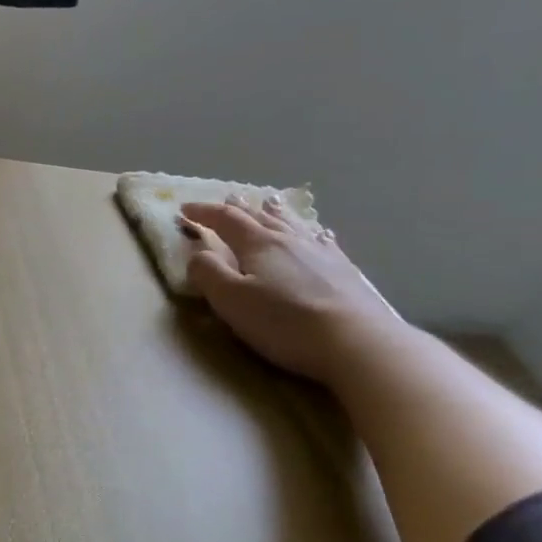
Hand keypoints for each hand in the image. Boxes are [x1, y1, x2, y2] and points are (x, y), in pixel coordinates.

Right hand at [178, 196, 403, 384]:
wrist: (357, 342)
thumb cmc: (284, 322)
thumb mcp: (231, 300)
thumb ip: (208, 273)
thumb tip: (198, 254)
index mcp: (258, 245)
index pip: (226, 219)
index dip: (204, 212)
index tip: (185, 209)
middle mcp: (289, 240)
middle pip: (260, 217)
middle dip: (239, 208)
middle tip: (226, 199)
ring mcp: (321, 253)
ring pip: (292, 224)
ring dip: (275, 212)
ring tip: (268, 202)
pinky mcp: (344, 271)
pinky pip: (322, 241)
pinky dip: (311, 232)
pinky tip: (318, 233)